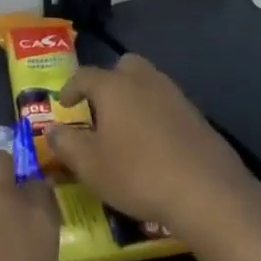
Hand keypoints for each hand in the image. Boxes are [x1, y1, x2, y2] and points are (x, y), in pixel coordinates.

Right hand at [48, 55, 260, 241]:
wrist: (208, 193)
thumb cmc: (138, 174)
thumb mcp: (90, 165)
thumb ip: (66, 144)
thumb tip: (53, 130)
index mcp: (114, 87)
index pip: (84, 75)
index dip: (70, 88)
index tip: (64, 105)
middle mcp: (145, 82)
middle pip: (124, 66)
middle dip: (110, 81)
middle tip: (100, 107)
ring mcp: (176, 97)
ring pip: (150, 84)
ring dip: (135, 98)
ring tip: (126, 128)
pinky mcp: (198, 118)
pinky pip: (168, 106)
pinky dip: (156, 116)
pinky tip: (154, 144)